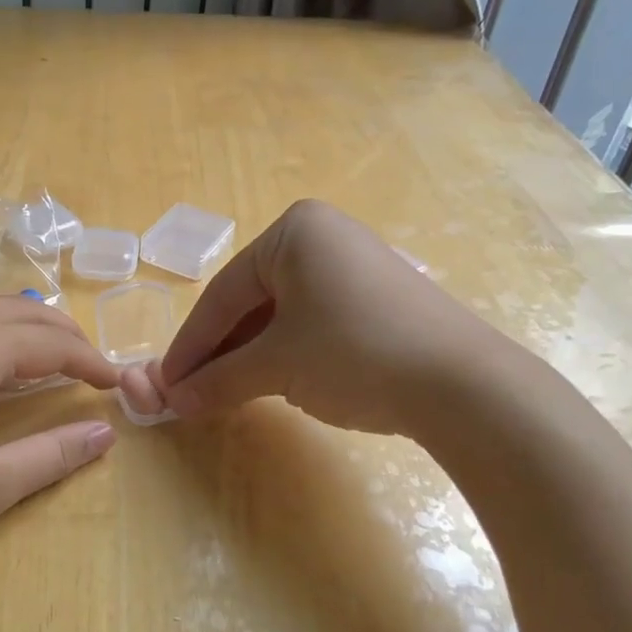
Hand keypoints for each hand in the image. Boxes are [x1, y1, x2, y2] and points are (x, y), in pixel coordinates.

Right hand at [157, 199, 517, 434]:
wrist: (466, 385)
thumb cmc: (355, 353)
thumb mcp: (277, 366)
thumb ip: (220, 379)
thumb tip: (174, 401)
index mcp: (293, 231)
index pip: (223, 293)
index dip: (190, 344)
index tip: (165, 383)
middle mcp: (323, 236)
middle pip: (251, 300)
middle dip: (220, 350)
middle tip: (192, 391)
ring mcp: (355, 264)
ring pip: (281, 313)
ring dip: (250, 354)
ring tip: (226, 392)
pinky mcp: (378, 296)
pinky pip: (313, 320)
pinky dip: (286, 351)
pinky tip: (273, 381)